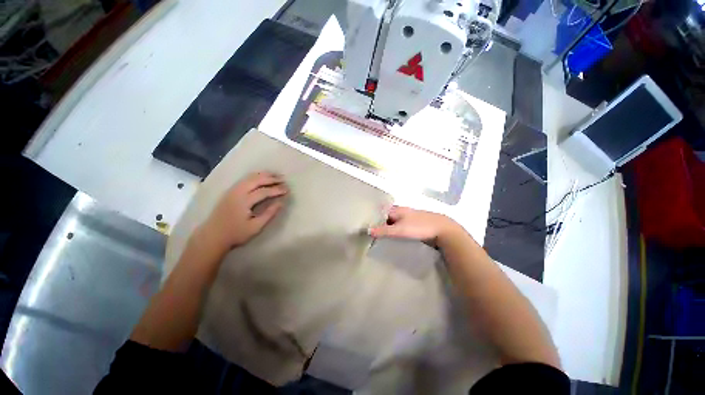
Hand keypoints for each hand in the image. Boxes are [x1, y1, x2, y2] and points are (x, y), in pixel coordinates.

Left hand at [199, 172, 287, 252]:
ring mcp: (232, 190)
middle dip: (271, 178)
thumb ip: (269, 214)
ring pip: (250, 177)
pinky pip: (245, 179)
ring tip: (275, 175)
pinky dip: (256, 176)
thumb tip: (281, 203)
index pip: (264, 191)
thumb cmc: (236, 234)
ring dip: (264, 175)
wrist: (212, 236)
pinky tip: (262, 177)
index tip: (287, 190)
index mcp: (243, 201)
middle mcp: (237, 192)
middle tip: (284, 179)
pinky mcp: (230, 191)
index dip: (277, 190)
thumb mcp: (255, 227)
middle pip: (257, 180)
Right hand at [368, 206, 461, 244]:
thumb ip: (384, 230)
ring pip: (394, 222)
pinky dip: (396, 231)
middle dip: (379, 223)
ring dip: (388, 227)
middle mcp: (402, 212)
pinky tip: (393, 238)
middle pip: (387, 216)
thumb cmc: (419, 227)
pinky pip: (401, 227)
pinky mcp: (415, 225)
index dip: (373, 216)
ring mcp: (409, 218)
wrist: (443, 230)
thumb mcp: (399, 229)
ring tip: (378, 237)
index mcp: (397, 210)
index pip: (381, 211)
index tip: (365, 224)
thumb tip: (368, 230)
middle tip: (370, 233)